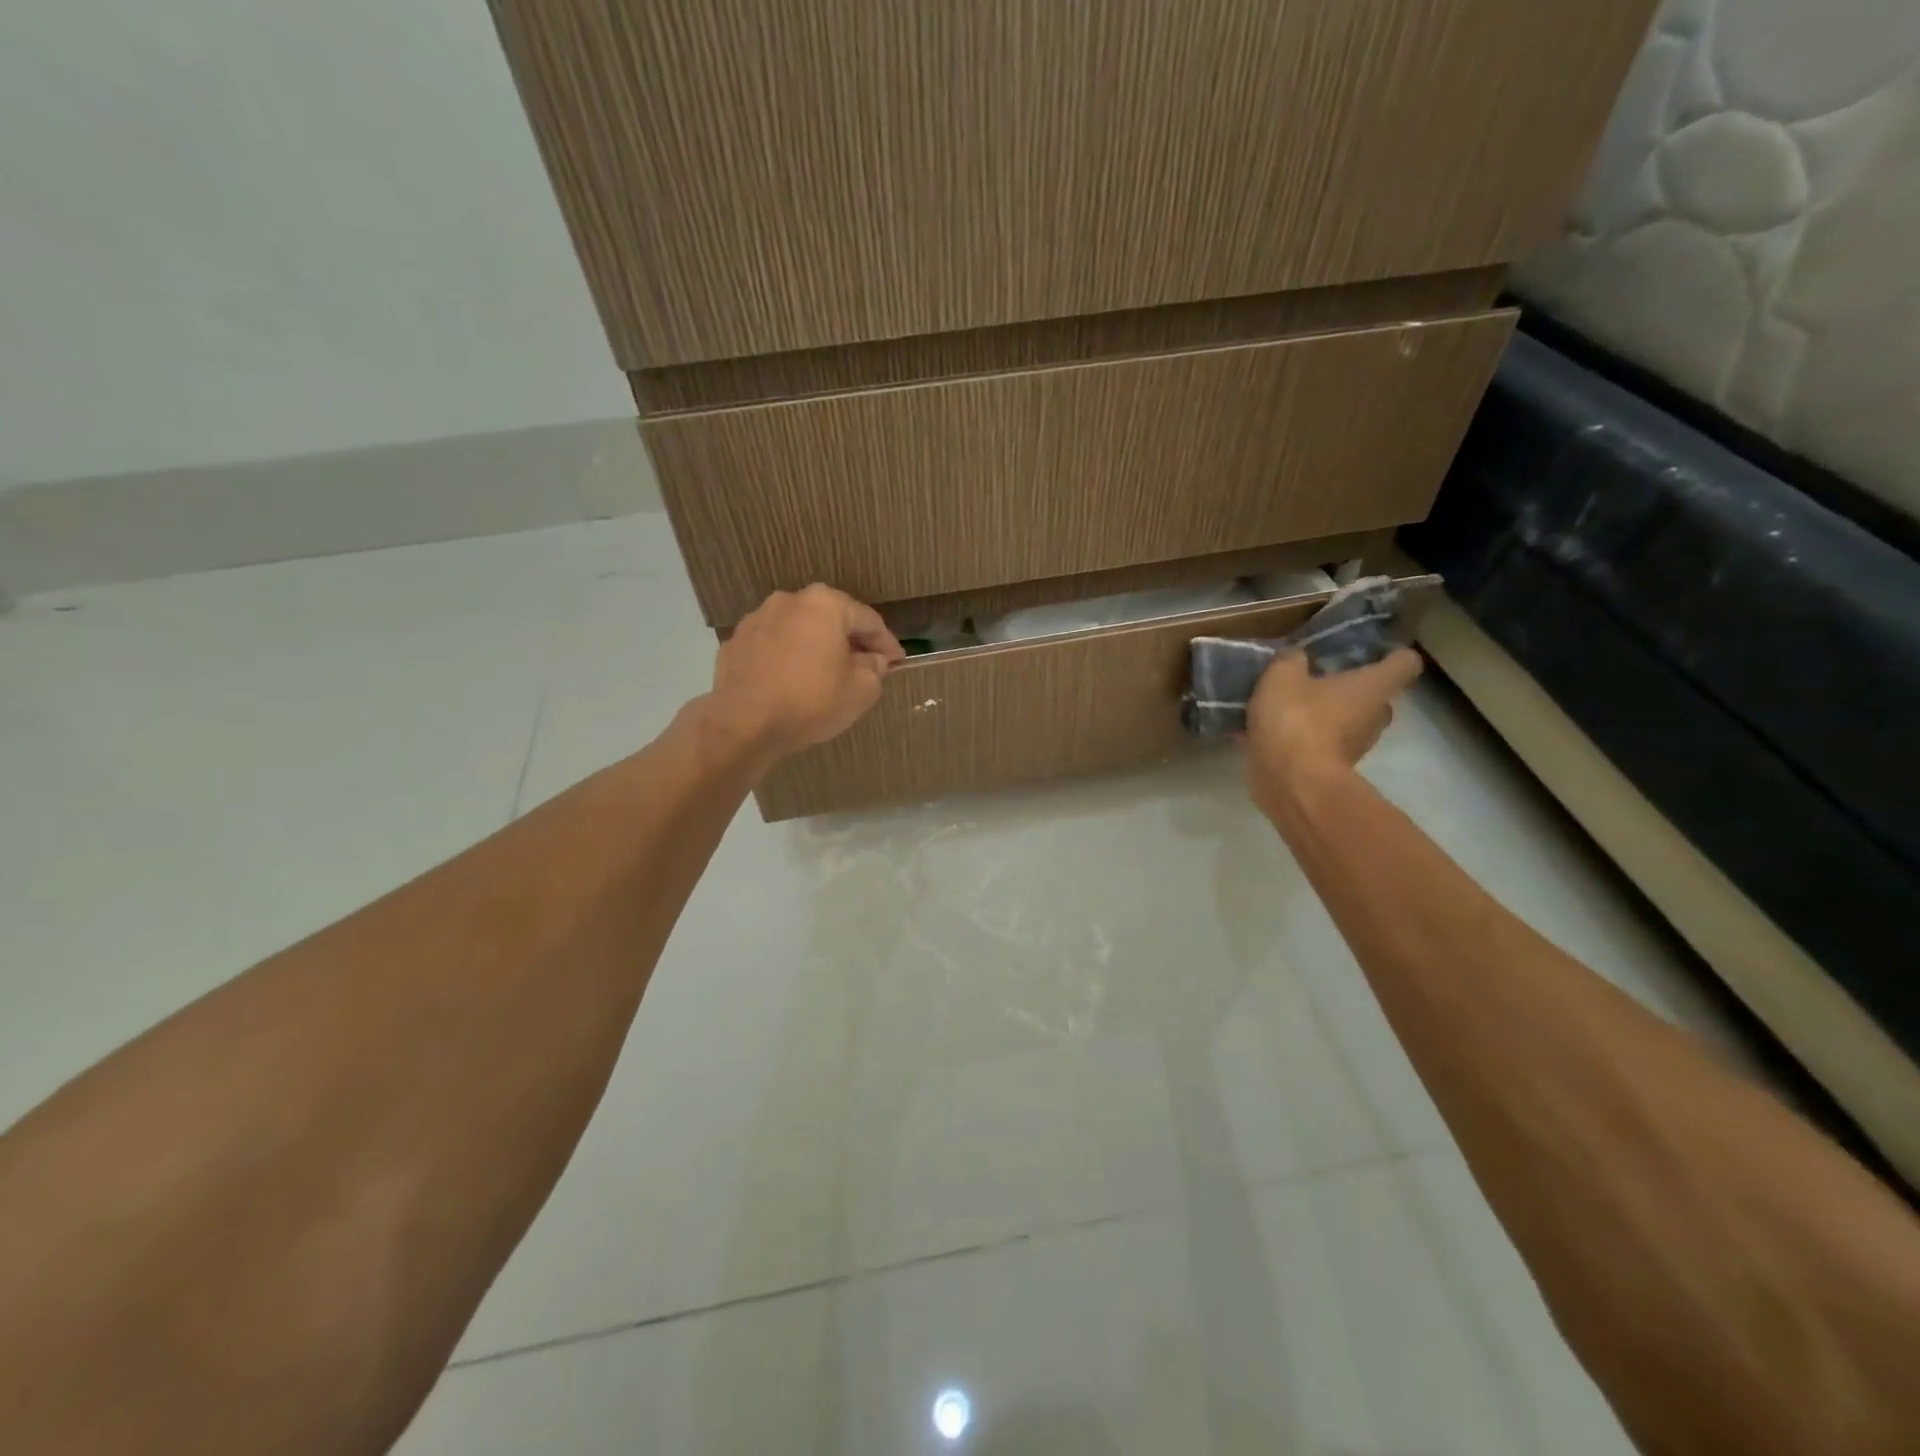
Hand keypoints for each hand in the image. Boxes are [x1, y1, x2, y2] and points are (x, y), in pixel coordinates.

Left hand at [702, 584, 905, 764]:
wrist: (743, 724)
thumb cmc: (810, 701)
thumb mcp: (861, 690)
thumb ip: (874, 668)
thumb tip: (873, 659)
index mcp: (825, 604)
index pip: (868, 620)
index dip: (887, 643)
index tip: (897, 661)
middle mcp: (789, 601)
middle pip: (831, 618)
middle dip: (850, 641)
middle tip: (865, 665)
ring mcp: (757, 619)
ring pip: (799, 629)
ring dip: (816, 647)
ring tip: (825, 673)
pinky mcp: (736, 642)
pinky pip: (773, 646)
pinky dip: (787, 657)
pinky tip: (792, 681)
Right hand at [1245, 647, 1422, 814]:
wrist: (1291, 783)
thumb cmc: (1296, 720)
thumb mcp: (1281, 677)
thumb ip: (1290, 661)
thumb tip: (1297, 656)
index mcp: (1373, 686)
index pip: (1405, 663)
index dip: (1391, 654)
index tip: (1372, 651)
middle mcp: (1375, 716)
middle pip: (1376, 696)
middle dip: (1351, 689)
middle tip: (1320, 680)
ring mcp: (1357, 747)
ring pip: (1348, 723)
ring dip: (1326, 716)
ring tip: (1290, 709)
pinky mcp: (1333, 770)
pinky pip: (1323, 746)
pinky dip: (1305, 740)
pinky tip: (1273, 735)